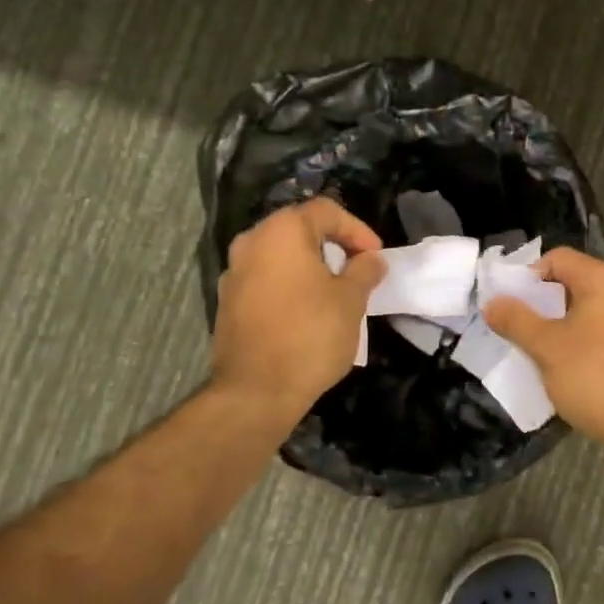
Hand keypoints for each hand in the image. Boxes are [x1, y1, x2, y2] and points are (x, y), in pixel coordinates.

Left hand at [209, 198, 385, 420]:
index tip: (375, 256)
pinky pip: (265, 279)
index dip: (357, 229)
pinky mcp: (228, 302)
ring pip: (280, 255)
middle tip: (357, 268)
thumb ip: (364, 270)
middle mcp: (251, 242)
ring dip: (309, 265)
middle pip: (299, 229)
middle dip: (332, 245)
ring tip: (335, 290)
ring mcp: (233, 273)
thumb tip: (371, 259)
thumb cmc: (310, 335)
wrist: (255, 392)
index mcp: (282, 231)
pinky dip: (289, 285)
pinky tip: (307, 310)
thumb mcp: (351, 300)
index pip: (326, 211)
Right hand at [483, 248, 603, 446]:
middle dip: (542, 303)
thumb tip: (492, 302)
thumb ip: (516, 320)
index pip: (557, 258)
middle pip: (573, 282)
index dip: (528, 276)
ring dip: (561, 324)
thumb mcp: (546, 347)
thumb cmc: (594, 376)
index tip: (510, 304)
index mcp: (603, 279)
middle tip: (519, 327)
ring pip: (588, 309)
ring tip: (538, 348)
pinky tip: (567, 366)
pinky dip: (582, 339)